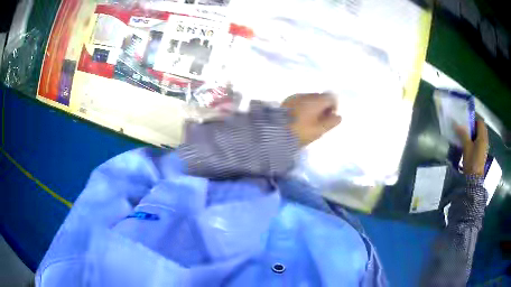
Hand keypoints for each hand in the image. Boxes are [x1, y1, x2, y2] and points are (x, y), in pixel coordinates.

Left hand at [282, 93, 341, 146]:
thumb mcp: (319, 130)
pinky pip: (300, 102)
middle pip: (320, 97)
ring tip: (309, 122)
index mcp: (316, 100)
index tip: (330, 118)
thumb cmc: (301, 131)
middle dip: (323, 107)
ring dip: (313, 108)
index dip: (334, 106)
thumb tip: (338, 116)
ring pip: (310, 99)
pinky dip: (303, 108)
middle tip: (320, 122)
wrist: (275, 131)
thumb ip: (332, 122)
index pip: (331, 96)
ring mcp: (295, 96)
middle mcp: (306, 94)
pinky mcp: (287, 101)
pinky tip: (299, 119)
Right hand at [455, 119, 488, 175]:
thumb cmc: (472, 161)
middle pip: (481, 128)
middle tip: (466, 130)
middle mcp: (485, 139)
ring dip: (474, 134)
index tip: (467, 124)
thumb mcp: (466, 147)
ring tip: (467, 138)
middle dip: (474, 127)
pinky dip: (475, 140)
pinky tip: (470, 146)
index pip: (480, 122)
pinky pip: (480, 142)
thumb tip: (456, 124)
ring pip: (480, 135)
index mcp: (482, 136)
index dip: (474, 120)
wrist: (475, 178)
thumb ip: (463, 134)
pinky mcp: (482, 153)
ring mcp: (484, 147)